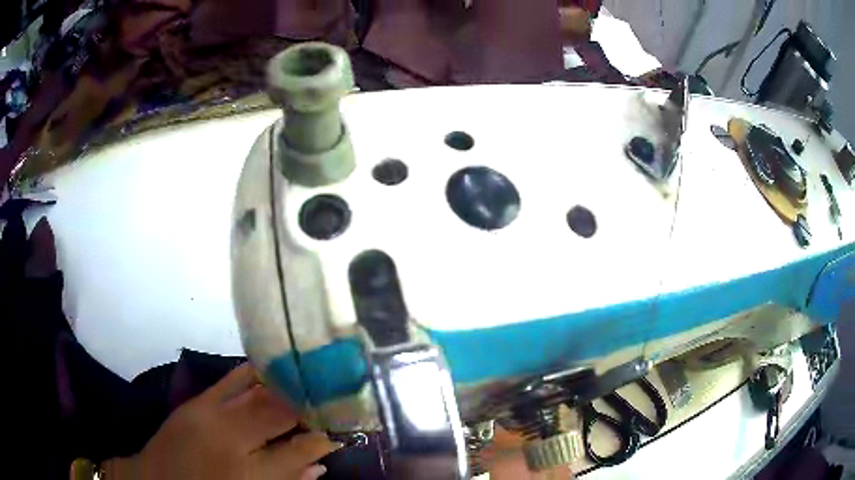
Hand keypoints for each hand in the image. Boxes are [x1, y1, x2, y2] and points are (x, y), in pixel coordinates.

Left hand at [103, 363, 336, 478]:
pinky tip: (275, 371)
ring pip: (258, 388)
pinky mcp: (195, 400)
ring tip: (312, 377)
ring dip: (288, 382)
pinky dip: (258, 373)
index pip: (298, 449)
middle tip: (334, 395)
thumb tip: (321, 463)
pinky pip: (232, 379)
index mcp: (248, 475)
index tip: (344, 425)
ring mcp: (208, 413)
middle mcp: (229, 439)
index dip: (324, 435)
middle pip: (279, 410)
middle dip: (311, 401)